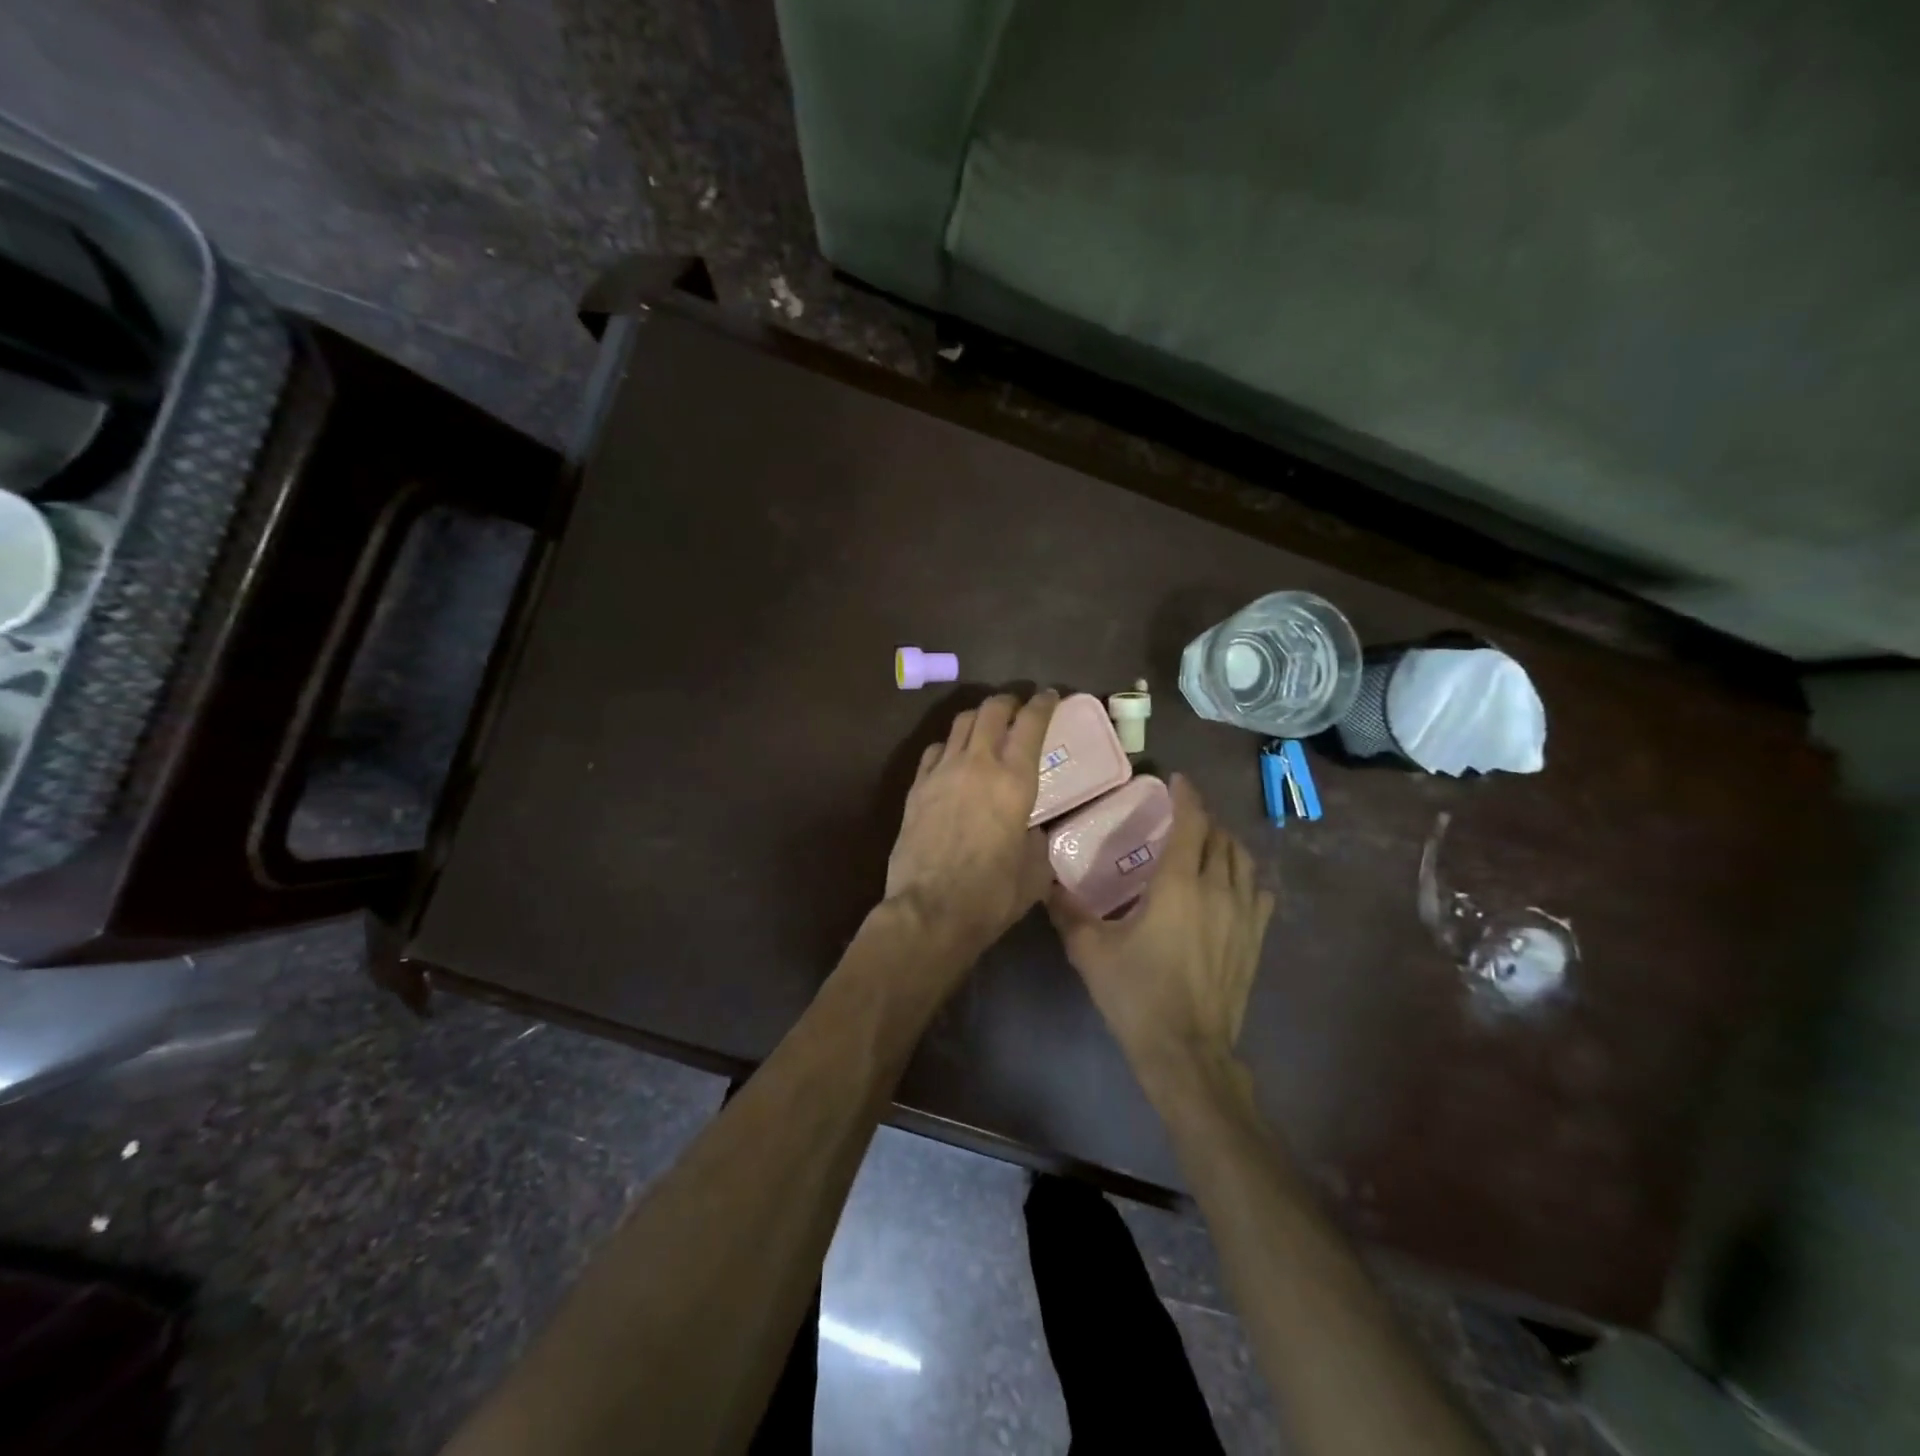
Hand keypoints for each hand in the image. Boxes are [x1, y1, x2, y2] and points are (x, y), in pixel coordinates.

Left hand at [884, 690, 1059, 966]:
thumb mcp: (1034, 873)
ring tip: (985, 725)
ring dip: (977, 717)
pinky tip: (951, 757)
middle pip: (991, 710)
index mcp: (1015, 781)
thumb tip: (1029, 831)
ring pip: (960, 724)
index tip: (1050, 695)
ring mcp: (941, 773)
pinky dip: (948, 745)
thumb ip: (1036, 842)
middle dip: (1008, 701)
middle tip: (1017, 706)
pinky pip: (934, 751)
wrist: (929, 911)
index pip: (1031, 724)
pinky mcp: (916, 788)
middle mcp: (978, 764)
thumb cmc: (991, 896)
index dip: (1043, 704)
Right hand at [1049, 774, 1273, 1086]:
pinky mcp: (1255, 940)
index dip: (1186, 796)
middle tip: (1182, 816)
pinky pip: (1259, 892)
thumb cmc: (1136, 995)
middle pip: (1221, 838)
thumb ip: (1067, 912)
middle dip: (1204, 819)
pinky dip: (1245, 876)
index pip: (1192, 824)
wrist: (1186, 1051)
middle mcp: (1217, 891)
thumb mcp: (1090, 951)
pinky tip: (1231, 884)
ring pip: (1244, 862)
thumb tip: (1046, 884)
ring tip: (1206, 843)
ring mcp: (1243, 916)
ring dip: (1226, 844)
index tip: (1176, 780)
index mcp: (1178, 885)